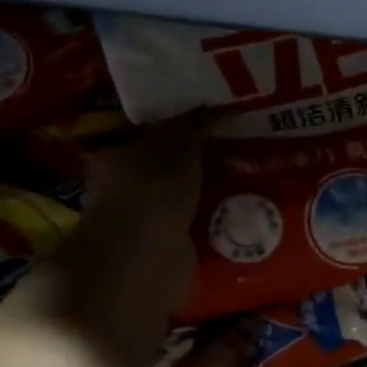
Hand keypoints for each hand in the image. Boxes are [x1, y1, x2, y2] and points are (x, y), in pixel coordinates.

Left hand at [43, 110, 217, 366]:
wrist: (142, 261)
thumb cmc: (151, 192)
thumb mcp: (177, 146)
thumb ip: (194, 125)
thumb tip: (216, 105)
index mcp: (116, 158)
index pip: (150, 134)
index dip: (182, 126)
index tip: (217, 120)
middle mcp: (123, 189)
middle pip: (168, 167)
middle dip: (199, 160)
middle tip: (241, 147)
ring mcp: (143, 222)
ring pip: (182, 197)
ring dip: (208, 192)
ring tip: (250, 178)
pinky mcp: (164, 250)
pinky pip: (194, 225)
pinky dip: (213, 220)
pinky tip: (240, 211)